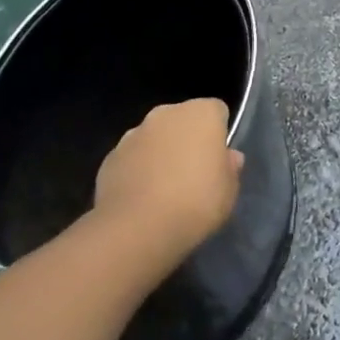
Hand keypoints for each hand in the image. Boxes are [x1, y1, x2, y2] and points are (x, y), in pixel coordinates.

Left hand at [90, 99, 242, 267]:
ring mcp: (133, 133)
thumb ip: (229, 168)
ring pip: (155, 138)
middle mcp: (166, 113)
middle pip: (182, 120)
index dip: (219, 134)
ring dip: (161, 154)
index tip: (219, 160)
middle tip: (194, 174)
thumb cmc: (196, 202)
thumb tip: (228, 158)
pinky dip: (138, 171)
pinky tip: (142, 199)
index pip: (217, 111)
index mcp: (201, 113)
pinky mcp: (110, 157)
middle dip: (187, 140)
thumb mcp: (229, 191)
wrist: (137, 229)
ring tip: (165, 190)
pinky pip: (132, 159)